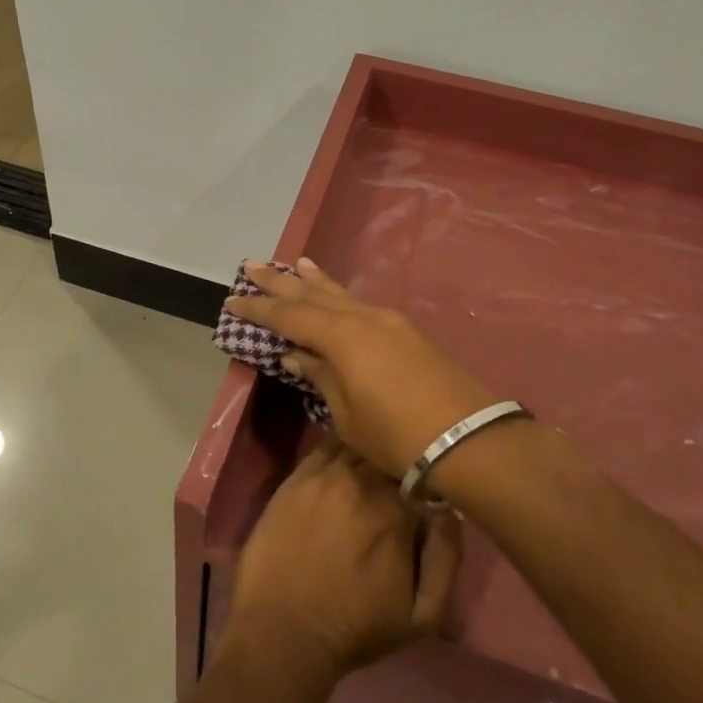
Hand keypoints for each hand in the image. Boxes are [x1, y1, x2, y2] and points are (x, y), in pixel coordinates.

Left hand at [226, 437, 460, 679]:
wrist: (284, 629)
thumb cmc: (356, 627)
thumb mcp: (423, 615)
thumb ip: (447, 558)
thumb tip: (450, 511)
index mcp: (399, 510)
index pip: (424, 471)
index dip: (426, 478)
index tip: (423, 493)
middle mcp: (363, 482)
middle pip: (390, 452)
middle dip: (397, 461)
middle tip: (394, 481)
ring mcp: (325, 475)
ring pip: (358, 443)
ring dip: (369, 449)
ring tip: (371, 464)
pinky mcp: (296, 477)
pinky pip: (324, 446)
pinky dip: (339, 446)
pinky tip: (342, 457)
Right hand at [227, 258, 504, 478]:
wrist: (470, 440)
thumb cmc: (396, 434)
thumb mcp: (346, 413)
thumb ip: (319, 376)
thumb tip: (295, 354)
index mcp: (341, 337)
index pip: (289, 315)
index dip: (259, 308)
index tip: (233, 299)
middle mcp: (362, 318)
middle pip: (313, 294)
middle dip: (281, 282)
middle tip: (252, 265)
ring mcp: (388, 323)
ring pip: (341, 294)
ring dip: (314, 280)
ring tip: (295, 263)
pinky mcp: (406, 333)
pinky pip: (361, 305)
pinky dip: (341, 295)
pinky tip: (337, 295)